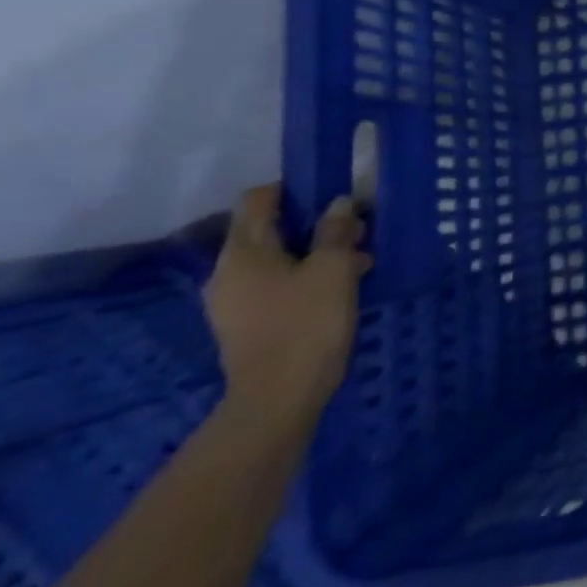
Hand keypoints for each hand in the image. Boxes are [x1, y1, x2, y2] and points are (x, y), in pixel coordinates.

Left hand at [205, 185, 370, 426]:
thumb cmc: (307, 322)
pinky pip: (276, 284)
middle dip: (315, 224)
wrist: (279, 397)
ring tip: (358, 262)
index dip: (294, 189)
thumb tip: (338, 203)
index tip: (333, 194)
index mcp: (243, 252)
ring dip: (316, 252)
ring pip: (277, 259)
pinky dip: (305, 277)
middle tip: (358, 232)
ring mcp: (233, 301)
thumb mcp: (334, 268)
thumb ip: (336, 230)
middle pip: (269, 229)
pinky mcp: (246, 323)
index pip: (257, 200)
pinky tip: (338, 289)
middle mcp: (228, 272)